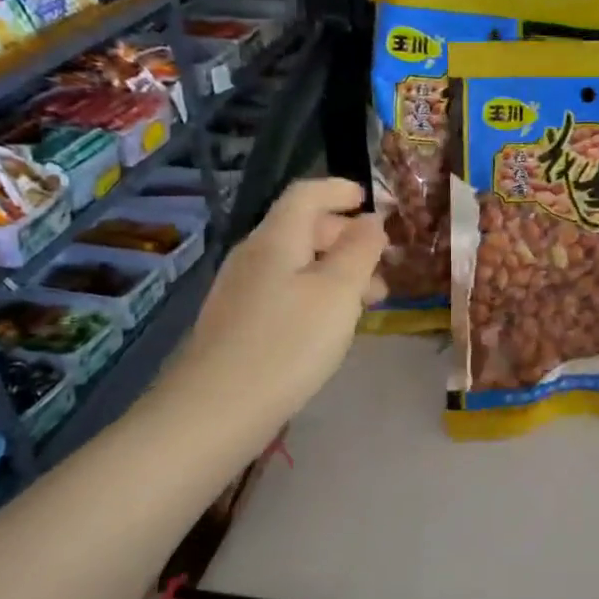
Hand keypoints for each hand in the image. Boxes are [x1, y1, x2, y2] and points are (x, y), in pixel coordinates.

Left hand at [163, 178, 386, 430]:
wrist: (217, 409)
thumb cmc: (288, 343)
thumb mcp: (339, 292)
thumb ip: (360, 250)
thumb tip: (372, 220)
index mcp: (276, 238)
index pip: (306, 194)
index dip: (339, 190)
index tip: (370, 200)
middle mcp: (254, 255)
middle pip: (302, 228)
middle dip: (346, 238)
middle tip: (382, 266)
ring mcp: (241, 290)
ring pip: (296, 264)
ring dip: (336, 272)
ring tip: (369, 303)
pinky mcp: (238, 322)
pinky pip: (285, 291)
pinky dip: (316, 295)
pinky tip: (331, 326)